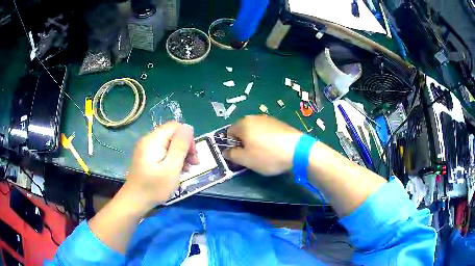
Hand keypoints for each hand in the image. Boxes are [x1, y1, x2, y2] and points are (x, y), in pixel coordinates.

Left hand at [124, 122, 197, 208]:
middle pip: (172, 135)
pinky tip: (178, 170)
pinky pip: (164, 151)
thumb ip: (180, 146)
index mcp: (153, 140)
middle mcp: (148, 140)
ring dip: (181, 154)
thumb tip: (188, 127)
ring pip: (169, 144)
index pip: (175, 127)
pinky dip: (173, 159)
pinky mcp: (147, 157)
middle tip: (194, 164)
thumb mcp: (171, 168)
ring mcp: (147, 149)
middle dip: (185, 147)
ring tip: (187, 169)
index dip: (187, 138)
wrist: (134, 202)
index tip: (193, 155)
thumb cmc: (154, 187)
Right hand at [224, 115, 301, 175]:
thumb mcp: (246, 160)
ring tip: (265, 152)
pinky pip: (267, 130)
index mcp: (243, 124)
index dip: (232, 144)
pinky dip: (267, 138)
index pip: (229, 132)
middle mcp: (254, 117)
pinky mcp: (280, 123)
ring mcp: (268, 119)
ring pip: (256, 130)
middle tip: (251, 155)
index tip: (240, 155)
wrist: (297, 150)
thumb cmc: (267, 155)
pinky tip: (275, 147)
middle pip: (243, 130)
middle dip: (244, 142)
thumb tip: (225, 151)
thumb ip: (232, 155)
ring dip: (256, 140)